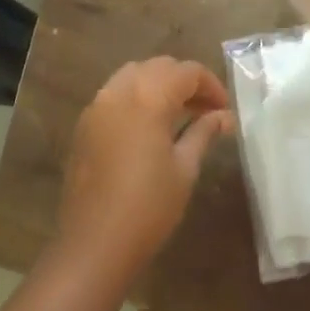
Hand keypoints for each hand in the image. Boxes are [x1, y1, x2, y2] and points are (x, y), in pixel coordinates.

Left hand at [58, 58, 232, 281]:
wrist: (94, 244)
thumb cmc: (148, 208)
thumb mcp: (184, 169)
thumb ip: (203, 133)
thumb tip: (224, 116)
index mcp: (148, 96)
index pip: (186, 71)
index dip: (210, 85)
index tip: (224, 109)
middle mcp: (120, 90)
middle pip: (158, 66)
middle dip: (185, 81)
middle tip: (205, 109)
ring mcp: (98, 104)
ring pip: (134, 74)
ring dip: (159, 84)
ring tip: (178, 113)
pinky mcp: (85, 123)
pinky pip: (115, 92)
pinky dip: (136, 95)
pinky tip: (148, 125)